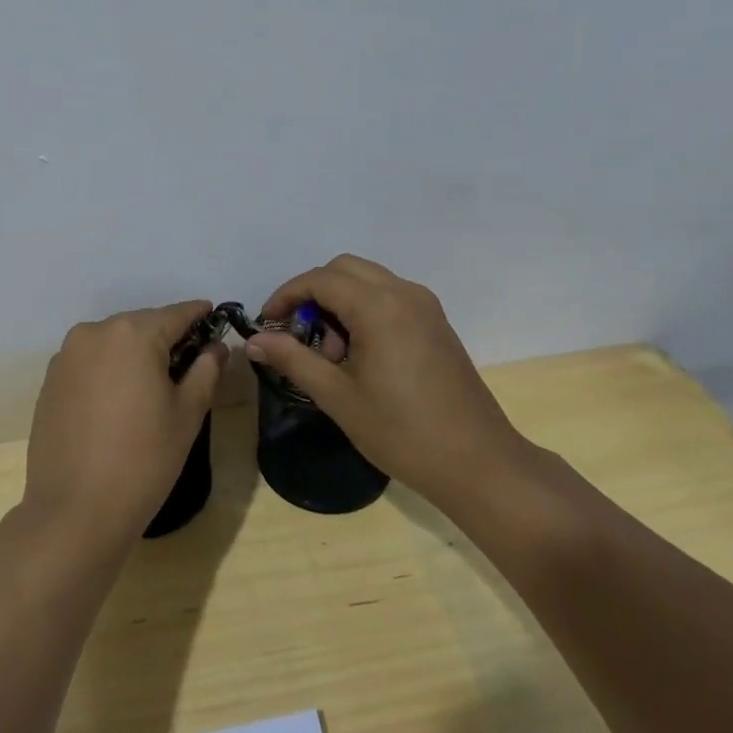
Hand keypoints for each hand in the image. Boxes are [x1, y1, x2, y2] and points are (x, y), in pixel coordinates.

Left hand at [23, 301, 225, 545]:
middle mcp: (94, 332)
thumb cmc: (144, 460)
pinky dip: (108, 370)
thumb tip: (215, 347)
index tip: (213, 317)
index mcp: (132, 334)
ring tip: (152, 384)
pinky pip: (89, 362)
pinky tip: (118, 401)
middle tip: (188, 361)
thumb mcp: (187, 414)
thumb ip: (206, 370)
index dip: (198, 315)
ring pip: (112, 343)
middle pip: (141, 325)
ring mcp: (66, 356)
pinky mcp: (49, 380)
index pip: (175, 314)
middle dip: (165, 337)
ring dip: (134, 353)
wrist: (75, 511)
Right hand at [245, 255, 525, 502]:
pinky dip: (364, 310)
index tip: (268, 324)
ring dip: (339, 302)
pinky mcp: (436, 324)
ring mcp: (426, 307)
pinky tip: (359, 355)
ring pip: (368, 281)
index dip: (286, 296)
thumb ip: (292, 359)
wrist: (477, 463)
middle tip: (298, 336)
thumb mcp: (337, 396)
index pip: (319, 279)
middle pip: (344, 269)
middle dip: (313, 294)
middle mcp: (404, 293)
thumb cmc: (401, 431)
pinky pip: (389, 297)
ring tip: (330, 354)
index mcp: (379, 306)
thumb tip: (254, 341)